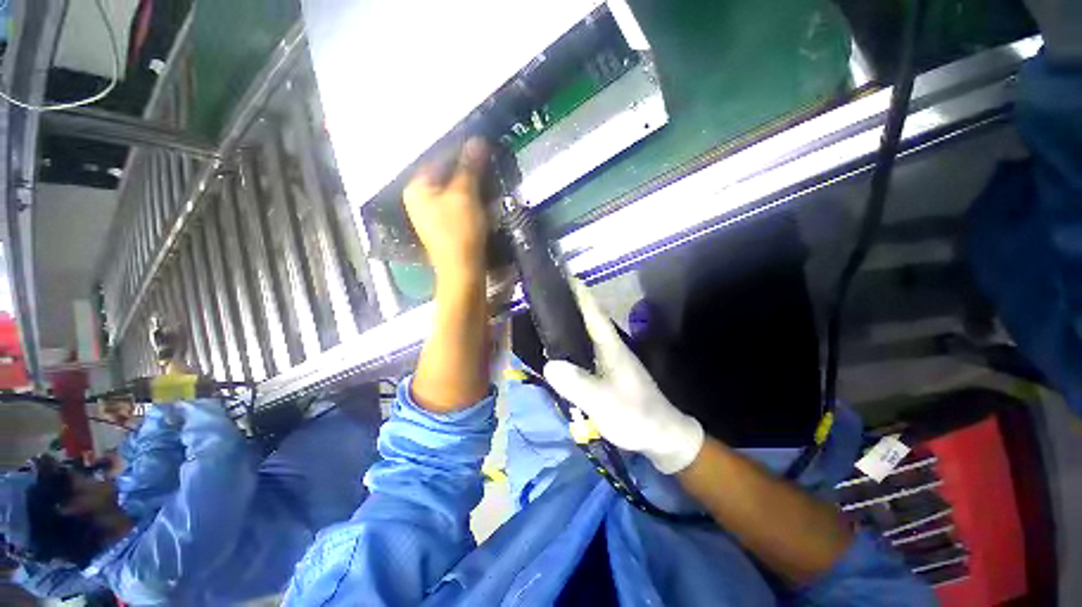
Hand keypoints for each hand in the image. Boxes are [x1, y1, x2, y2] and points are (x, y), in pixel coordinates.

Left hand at [403, 138, 490, 279]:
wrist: (462, 269)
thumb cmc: (460, 230)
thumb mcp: (465, 195)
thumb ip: (469, 167)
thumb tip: (477, 140)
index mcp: (417, 187)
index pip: (437, 157)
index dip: (460, 149)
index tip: (481, 144)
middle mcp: (418, 198)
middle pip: (444, 174)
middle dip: (466, 167)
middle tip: (486, 160)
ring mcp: (430, 213)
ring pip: (451, 189)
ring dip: (469, 182)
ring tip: (487, 175)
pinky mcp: (443, 224)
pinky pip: (455, 202)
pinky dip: (468, 196)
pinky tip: (481, 195)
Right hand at [543, 282, 704, 473]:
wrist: (661, 436)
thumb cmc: (635, 415)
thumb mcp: (603, 401)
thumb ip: (577, 384)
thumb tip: (549, 364)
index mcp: (611, 347)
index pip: (594, 313)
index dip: (581, 294)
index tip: (566, 276)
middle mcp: (611, 348)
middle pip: (589, 319)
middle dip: (571, 304)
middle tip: (548, 296)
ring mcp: (611, 360)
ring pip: (587, 334)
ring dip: (572, 323)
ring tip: (548, 318)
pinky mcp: (609, 373)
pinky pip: (586, 351)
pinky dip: (573, 344)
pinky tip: (561, 351)